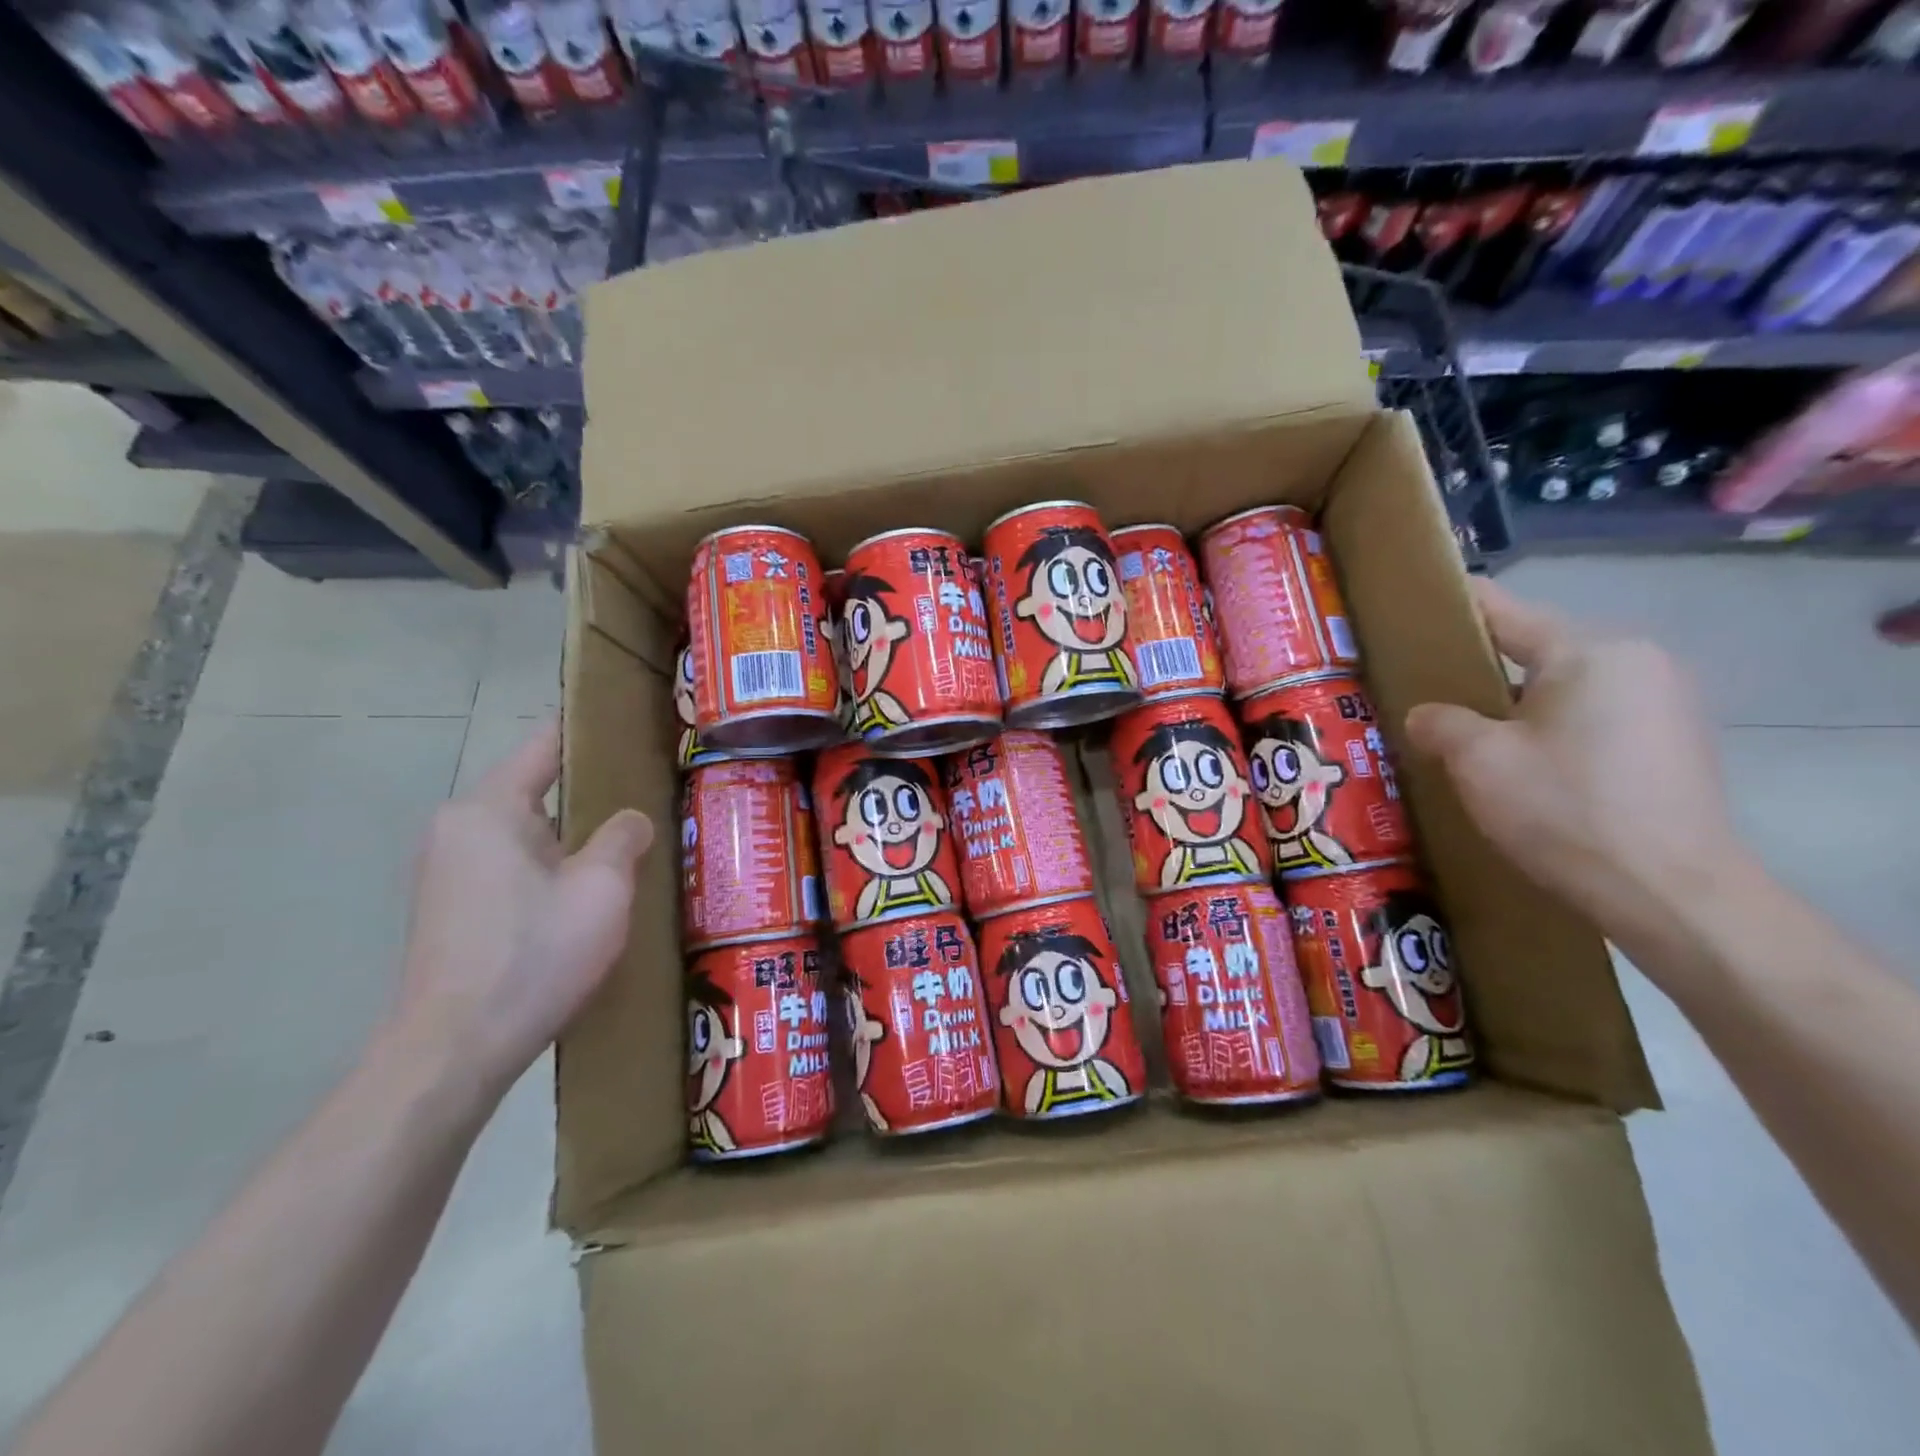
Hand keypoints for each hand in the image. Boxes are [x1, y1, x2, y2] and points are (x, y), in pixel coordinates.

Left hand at [392, 721, 653, 1096]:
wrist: (455, 1050)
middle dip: (592, 795)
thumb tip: (629, 820)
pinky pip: (511, 865)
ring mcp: (447, 869)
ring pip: (527, 832)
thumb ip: (624, 836)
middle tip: (649, 801)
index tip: (637, 730)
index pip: (547, 745)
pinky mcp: (450, 907)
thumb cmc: (535, 954)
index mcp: (489, 808)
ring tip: (628, 849)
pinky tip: (585, 896)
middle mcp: (458, 827)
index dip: (594, 734)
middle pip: (538, 790)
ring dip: (573, 838)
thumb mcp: (602, 889)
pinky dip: (549, 867)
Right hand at [1405, 578, 1745, 953]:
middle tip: (1427, 689)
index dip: (1453, 605)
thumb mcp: (1478, 760)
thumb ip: (1440, 722)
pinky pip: (1592, 715)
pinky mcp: (1673, 742)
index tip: (1413, 602)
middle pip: (1536, 649)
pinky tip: (1524, 763)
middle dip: (1482, 666)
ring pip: (1564, 686)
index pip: (1504, 611)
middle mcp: (1637, 661)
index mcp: (1589, 651)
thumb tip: (1427, 715)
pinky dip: (1551, 727)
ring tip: (1469, 731)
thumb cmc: (1564, 809)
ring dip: (1517, 702)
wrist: (1670, 893)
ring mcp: (1665, 702)